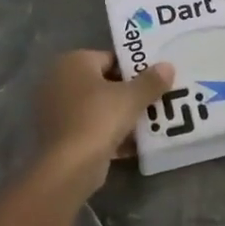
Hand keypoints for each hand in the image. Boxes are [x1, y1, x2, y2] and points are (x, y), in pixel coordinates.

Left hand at [33, 50, 174, 192]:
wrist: (69, 167)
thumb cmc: (99, 119)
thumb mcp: (131, 98)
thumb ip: (151, 81)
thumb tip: (168, 66)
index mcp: (73, 62)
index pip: (110, 58)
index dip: (135, 69)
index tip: (155, 82)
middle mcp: (59, 80)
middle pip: (103, 83)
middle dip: (128, 93)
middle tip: (155, 101)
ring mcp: (56, 109)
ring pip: (97, 108)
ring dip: (120, 116)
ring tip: (149, 123)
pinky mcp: (59, 135)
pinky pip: (90, 128)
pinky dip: (108, 134)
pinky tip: (133, 145)